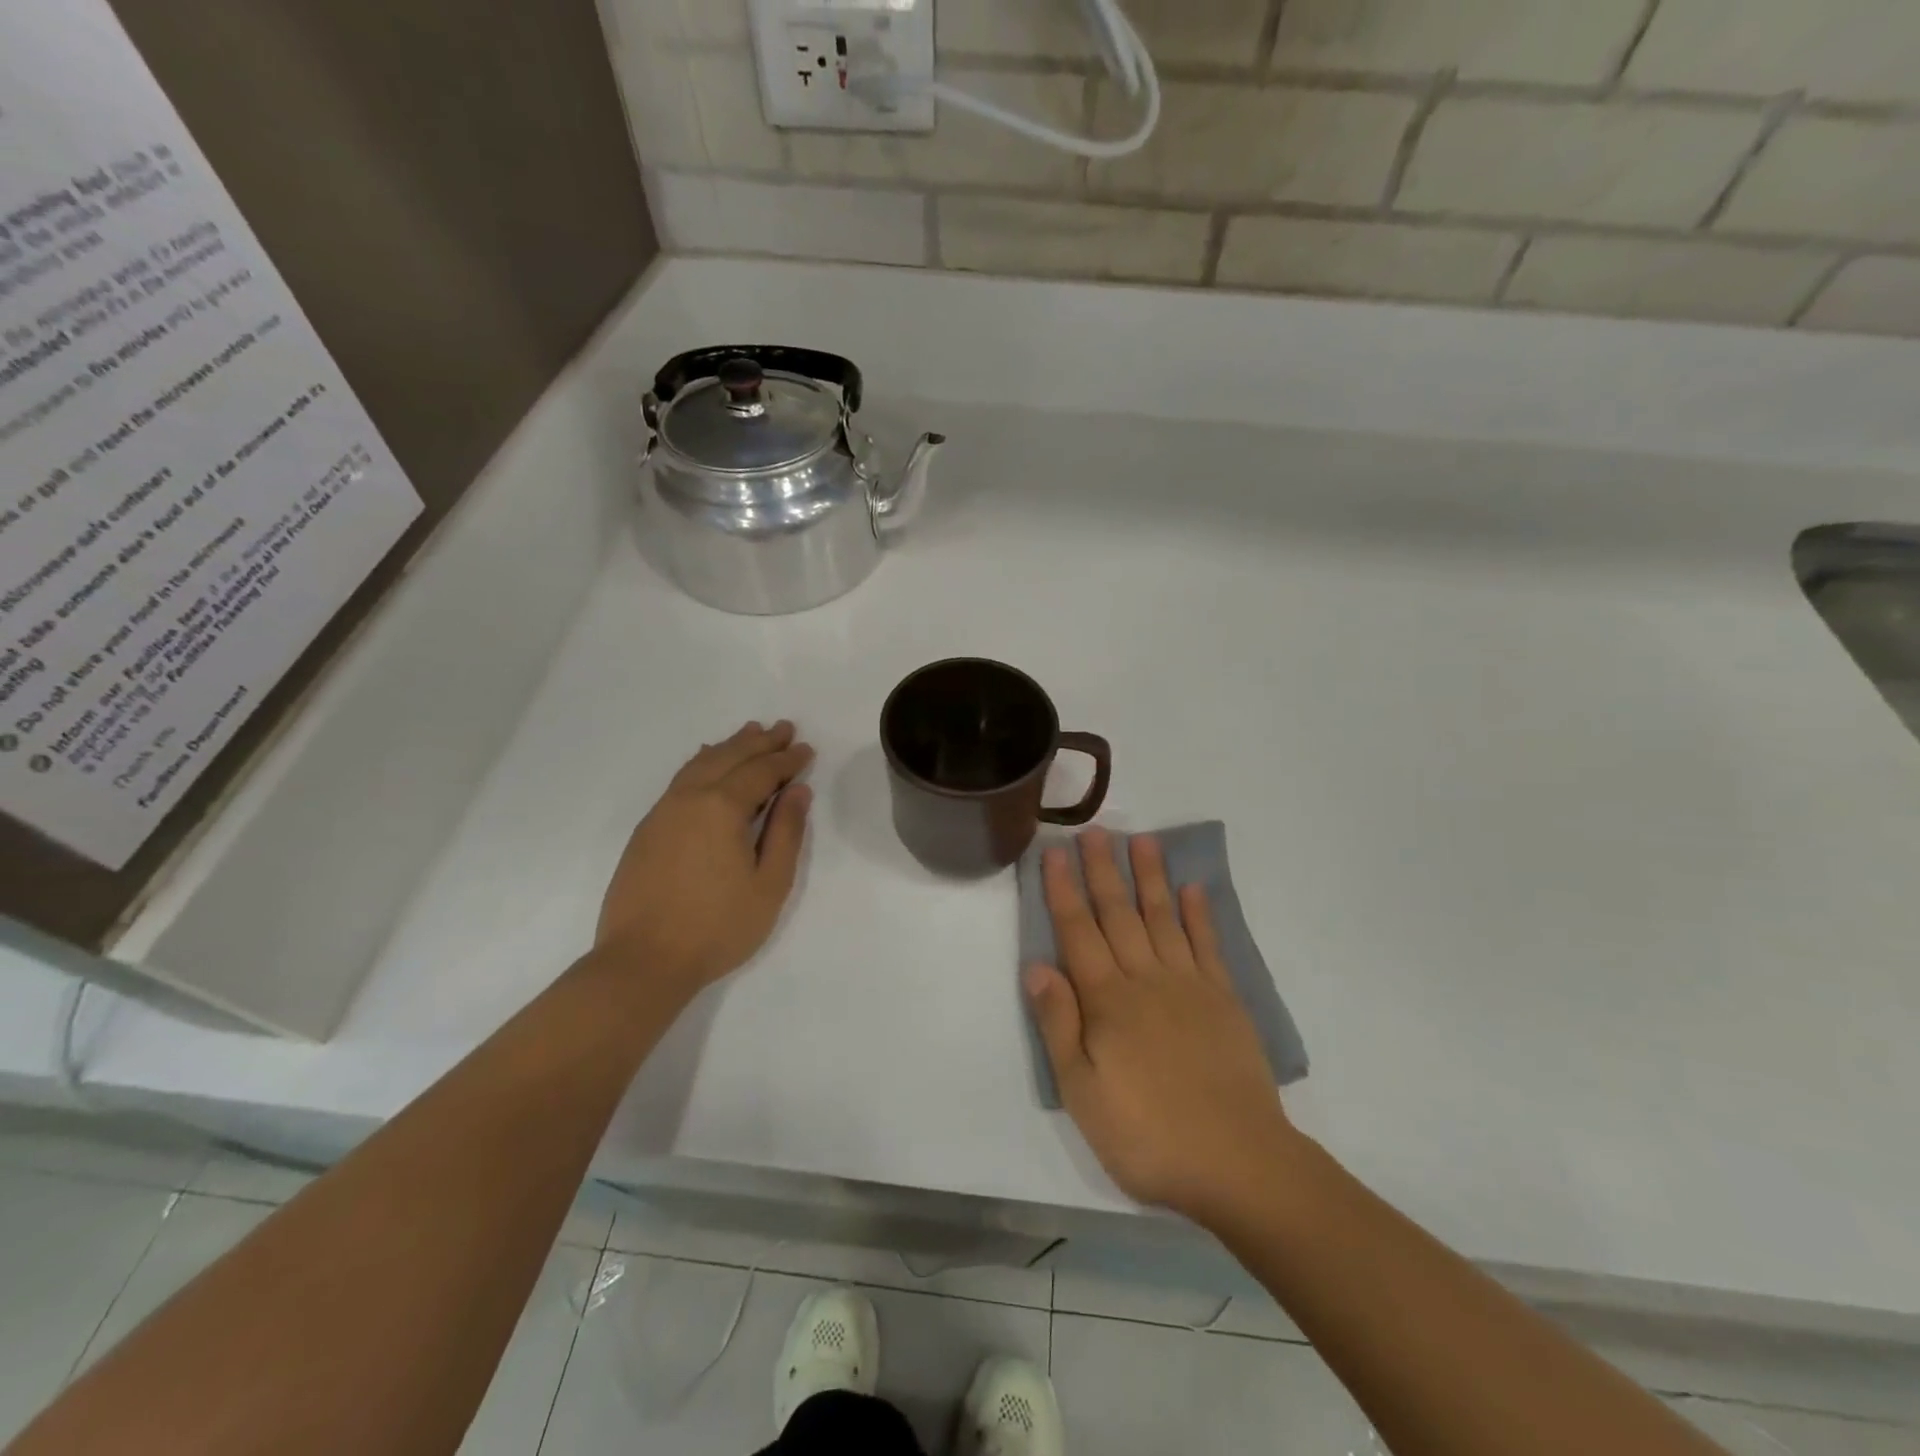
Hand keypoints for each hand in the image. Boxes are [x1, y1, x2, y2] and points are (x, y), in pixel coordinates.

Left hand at [597, 721, 813, 993]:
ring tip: (750, 732)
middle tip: (783, 728)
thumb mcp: (769, 884)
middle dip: (760, 742)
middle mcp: (690, 798)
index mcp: (722, 807)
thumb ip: (786, 832)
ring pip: (701, 764)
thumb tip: (798, 791)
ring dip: (729, 746)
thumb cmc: (717, 927)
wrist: (642, 961)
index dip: (787, 760)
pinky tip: (706, 761)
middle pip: (729, 757)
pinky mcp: (647, 829)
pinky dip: (701, 762)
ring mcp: (663, 811)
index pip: (761, 772)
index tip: (806, 749)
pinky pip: (680, 780)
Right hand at [1025, 828, 1303, 1225]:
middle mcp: (1146, 980)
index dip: (1064, 891)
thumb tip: (1036, 966)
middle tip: (1095, 830)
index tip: (1055, 853)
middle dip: (1104, 870)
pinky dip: (1199, 915)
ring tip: (1142, 840)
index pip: (1078, 933)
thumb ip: (1059, 1026)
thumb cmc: (1148, 1135)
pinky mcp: (1223, 999)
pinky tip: (1192, 889)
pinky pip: (1207, 946)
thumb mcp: (1083, 1093)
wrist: (1239, 1164)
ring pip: (1163, 919)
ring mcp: (1189, 985)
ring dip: (1150, 878)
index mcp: (1107, 1002)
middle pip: (1119, 914)